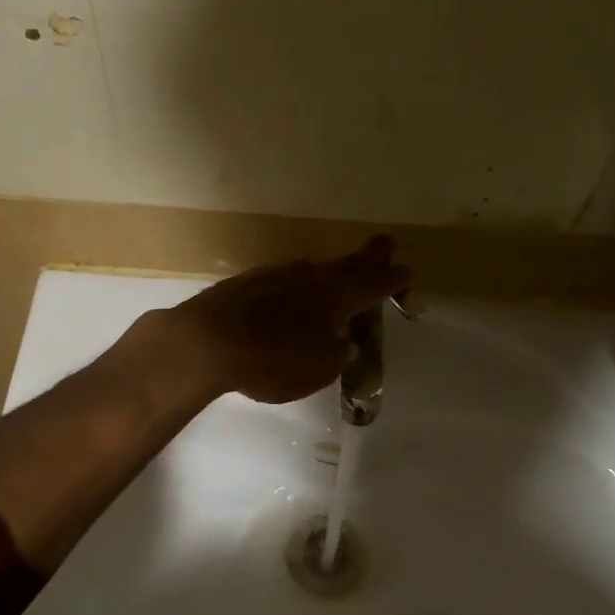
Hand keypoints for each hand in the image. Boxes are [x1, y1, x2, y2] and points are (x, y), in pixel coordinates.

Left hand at [165, 238, 411, 404]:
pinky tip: (291, 296)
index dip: (394, 279)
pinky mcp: (248, 282)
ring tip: (338, 278)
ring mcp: (276, 275)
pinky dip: (297, 286)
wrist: (206, 342)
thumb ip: (337, 354)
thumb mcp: (318, 370)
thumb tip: (342, 343)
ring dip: (330, 273)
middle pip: (347, 263)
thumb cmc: (271, 360)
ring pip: (314, 270)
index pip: (375, 283)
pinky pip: (284, 280)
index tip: (408, 273)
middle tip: (385, 245)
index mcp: (336, 297)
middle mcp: (310, 277)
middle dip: (369, 257)